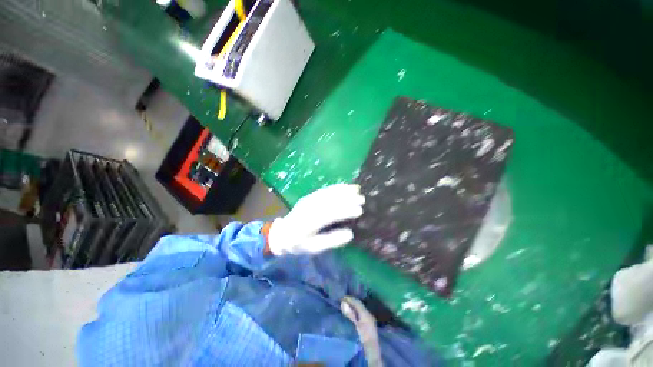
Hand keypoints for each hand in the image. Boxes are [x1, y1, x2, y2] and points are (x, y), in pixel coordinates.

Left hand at [267, 184, 364, 255]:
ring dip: (343, 190)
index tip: (359, 211)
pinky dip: (335, 187)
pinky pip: (324, 190)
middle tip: (362, 199)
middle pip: (330, 201)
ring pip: (328, 193)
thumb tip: (350, 234)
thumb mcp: (314, 248)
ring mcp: (309, 200)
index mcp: (309, 223)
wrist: (282, 233)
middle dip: (347, 199)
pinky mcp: (310, 196)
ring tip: (357, 189)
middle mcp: (309, 208)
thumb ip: (331, 241)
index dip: (345, 212)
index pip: (330, 215)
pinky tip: (345, 185)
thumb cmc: (299, 243)